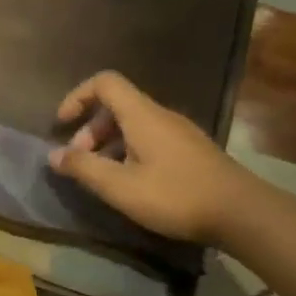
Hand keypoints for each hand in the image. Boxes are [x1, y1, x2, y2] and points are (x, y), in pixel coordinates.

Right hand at [48, 71, 251, 242]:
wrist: (242, 213)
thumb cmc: (175, 196)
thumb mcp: (120, 187)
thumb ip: (83, 168)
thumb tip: (53, 155)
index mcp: (142, 115)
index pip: (105, 83)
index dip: (78, 96)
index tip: (62, 124)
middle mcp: (161, 116)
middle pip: (116, 106)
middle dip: (90, 129)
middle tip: (80, 162)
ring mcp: (179, 133)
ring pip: (133, 125)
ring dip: (108, 144)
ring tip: (101, 177)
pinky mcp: (190, 151)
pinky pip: (149, 140)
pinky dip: (128, 153)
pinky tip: (130, 184)